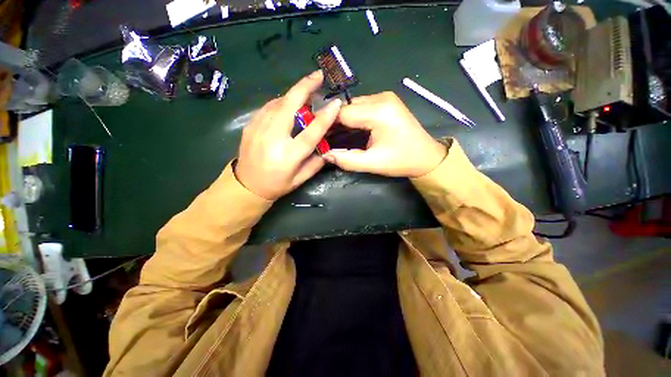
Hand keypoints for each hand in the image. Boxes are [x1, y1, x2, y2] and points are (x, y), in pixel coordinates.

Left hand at [235, 71, 340, 199]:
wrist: (246, 185)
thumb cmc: (276, 185)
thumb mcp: (300, 179)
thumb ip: (316, 163)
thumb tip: (327, 148)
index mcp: (289, 155)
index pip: (311, 131)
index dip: (325, 116)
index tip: (336, 102)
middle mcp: (273, 138)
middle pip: (290, 105)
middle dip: (305, 86)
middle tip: (318, 75)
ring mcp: (258, 128)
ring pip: (278, 102)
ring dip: (294, 93)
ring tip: (306, 92)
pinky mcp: (250, 125)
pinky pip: (268, 107)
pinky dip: (281, 102)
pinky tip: (288, 104)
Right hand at [323, 92, 445, 177]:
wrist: (427, 157)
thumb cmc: (402, 161)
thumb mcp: (373, 163)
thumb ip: (347, 160)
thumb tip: (325, 155)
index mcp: (379, 111)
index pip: (343, 113)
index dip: (327, 124)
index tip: (316, 135)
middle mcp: (381, 98)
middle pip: (348, 107)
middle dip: (334, 122)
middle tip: (323, 137)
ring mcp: (385, 98)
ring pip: (354, 106)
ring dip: (343, 120)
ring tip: (332, 135)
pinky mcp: (387, 103)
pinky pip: (362, 107)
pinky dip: (353, 118)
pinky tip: (347, 130)